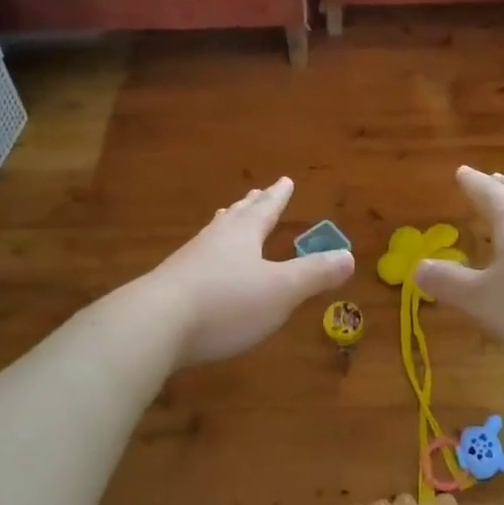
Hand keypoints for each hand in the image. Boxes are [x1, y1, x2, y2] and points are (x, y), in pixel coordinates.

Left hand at [143, 177, 354, 366]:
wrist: (154, 325)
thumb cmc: (226, 302)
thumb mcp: (281, 290)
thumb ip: (314, 274)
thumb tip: (349, 256)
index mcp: (243, 235)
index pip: (265, 209)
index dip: (278, 196)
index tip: (284, 180)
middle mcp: (215, 240)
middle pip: (236, 216)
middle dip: (251, 206)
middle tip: (256, 192)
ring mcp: (188, 261)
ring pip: (213, 235)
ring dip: (226, 225)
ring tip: (227, 217)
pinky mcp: (170, 286)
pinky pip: (197, 260)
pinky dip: (209, 254)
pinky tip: (202, 267)